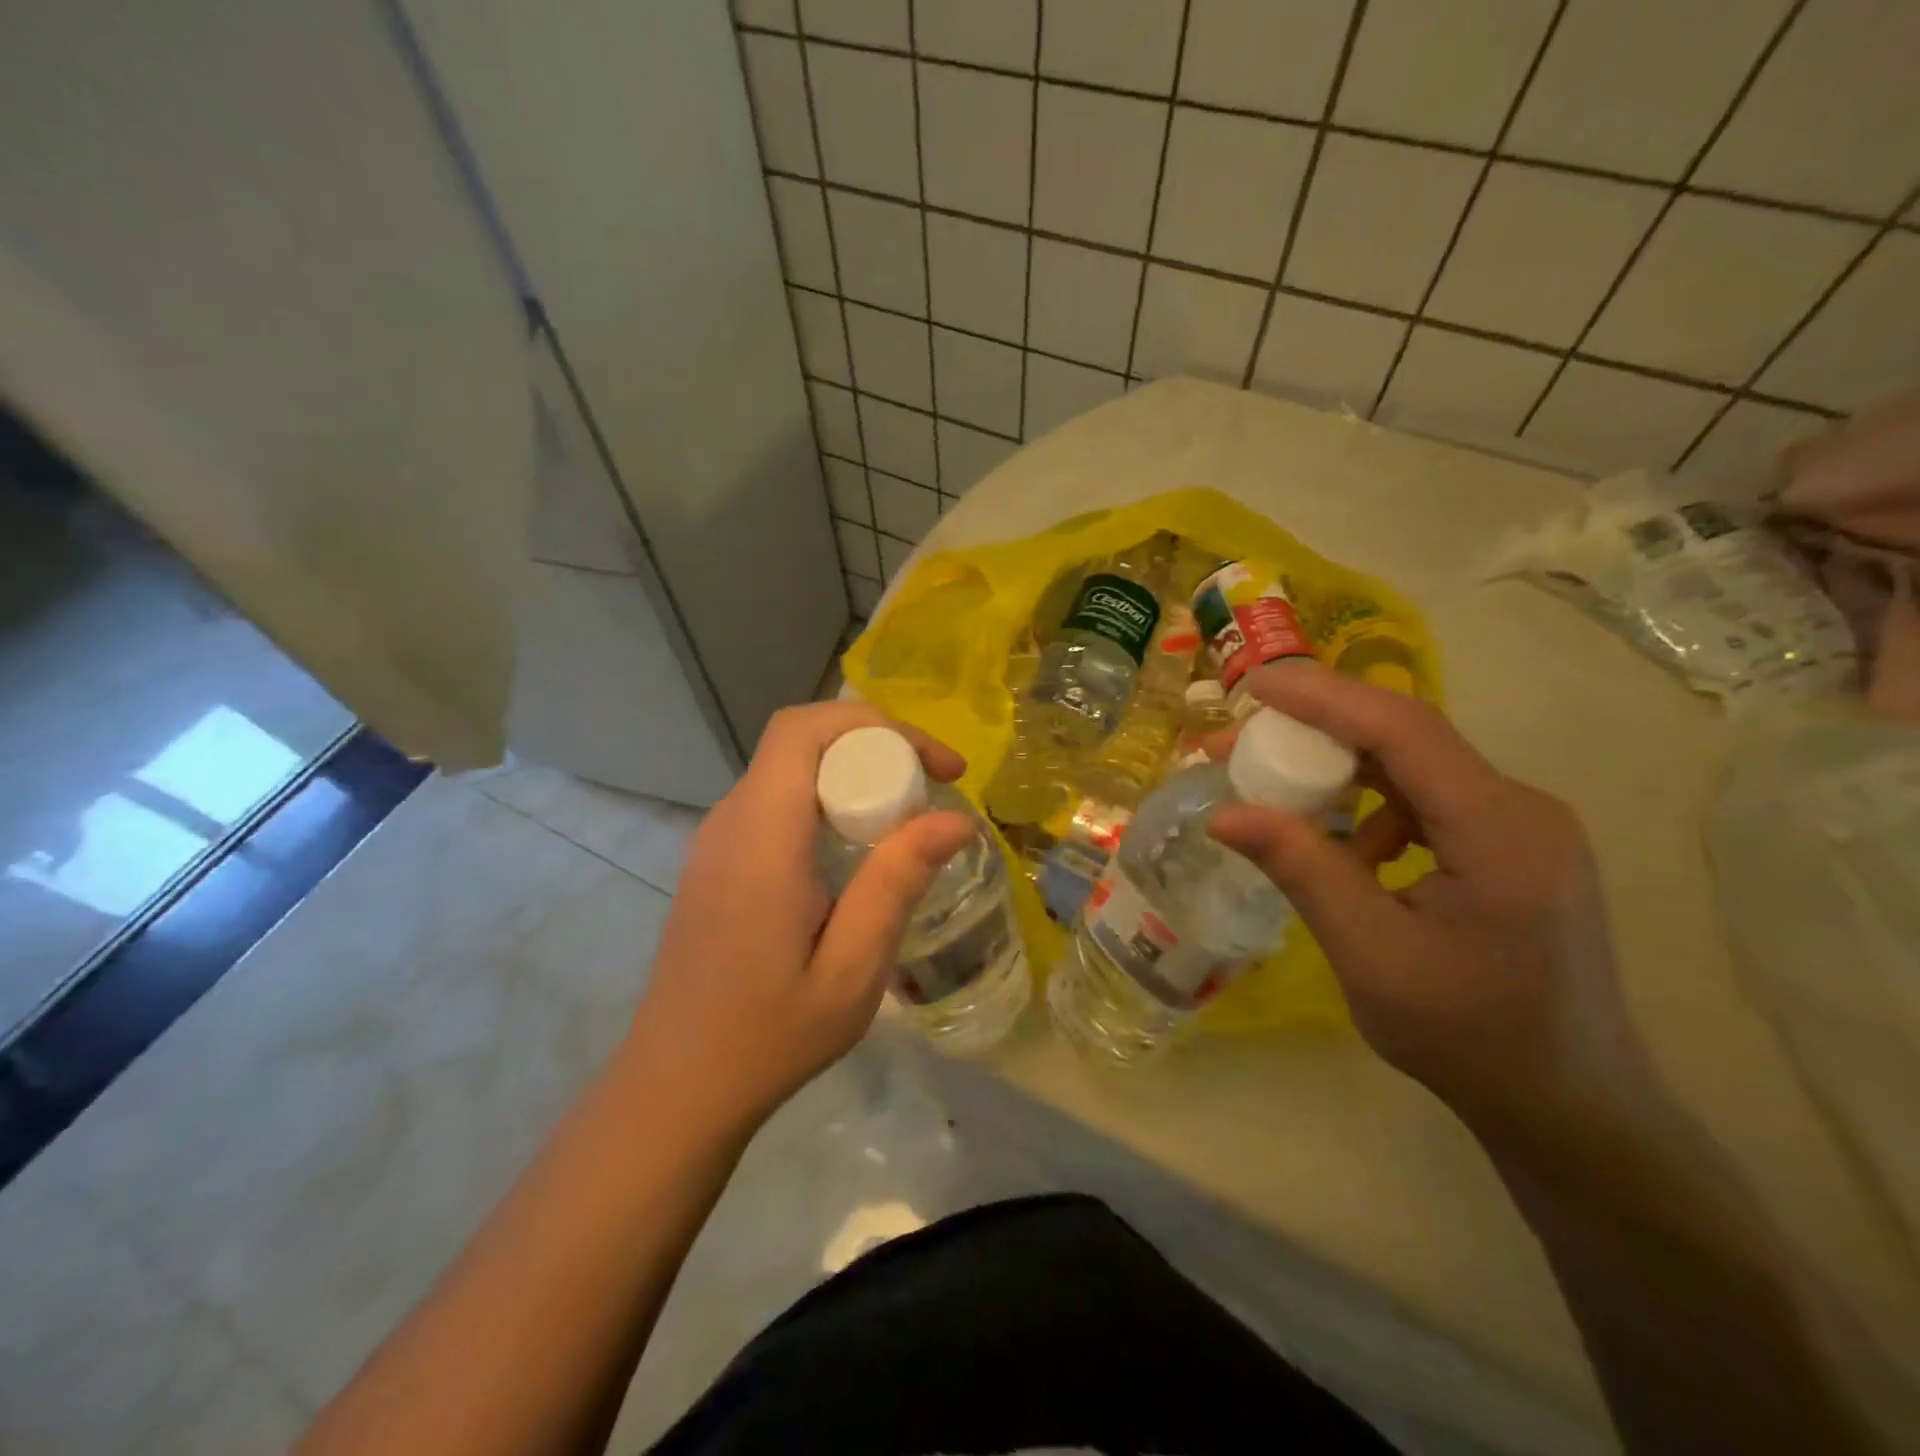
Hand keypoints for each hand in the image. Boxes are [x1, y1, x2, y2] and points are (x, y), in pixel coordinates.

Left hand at [624, 703, 974, 1133]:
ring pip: (792, 770)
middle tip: (935, 793)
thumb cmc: (767, 1037)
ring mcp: (717, 840)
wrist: (675, 1089)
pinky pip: (778, 802)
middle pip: (804, 743)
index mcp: (762, 837)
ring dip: (855, 776)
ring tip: (907, 822)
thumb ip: (898, 883)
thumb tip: (957, 820)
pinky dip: (828, 803)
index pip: (806, 730)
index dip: (879, 726)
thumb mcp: (851, 970)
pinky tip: (857, 855)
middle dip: (878, 749)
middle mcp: (731, 821)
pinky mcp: (717, 862)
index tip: (941, 768)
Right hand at [1209, 665, 1650, 1138]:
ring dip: (1339, 771)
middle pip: (1406, 739)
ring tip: (1273, 793)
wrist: (1568, 1106)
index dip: (1324, 697)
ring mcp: (1520, 826)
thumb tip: (1222, 814)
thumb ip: (1301, 869)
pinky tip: (1342, 850)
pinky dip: (1369, 808)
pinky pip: (1426, 801)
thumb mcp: (1369, 953)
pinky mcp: (1510, 846)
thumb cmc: (1468, 1036)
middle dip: (1316, 731)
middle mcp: (1521, 809)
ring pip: (1413, 768)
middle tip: (1238, 743)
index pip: (1403, 729)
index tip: (1254, 687)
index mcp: (1500, 830)